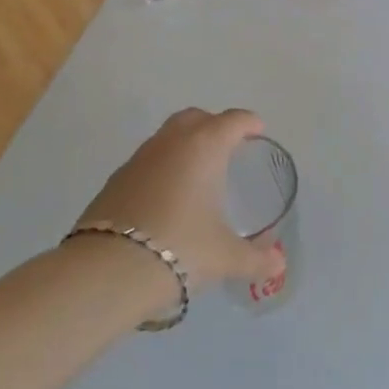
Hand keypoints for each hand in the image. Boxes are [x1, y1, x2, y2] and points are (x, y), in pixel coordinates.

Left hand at [73, 109, 279, 294]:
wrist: (109, 270)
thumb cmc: (181, 248)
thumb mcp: (226, 257)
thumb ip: (256, 259)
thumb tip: (279, 264)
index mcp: (204, 147)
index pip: (232, 121)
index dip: (248, 123)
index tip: (257, 131)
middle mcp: (171, 142)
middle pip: (195, 118)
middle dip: (213, 125)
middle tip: (227, 147)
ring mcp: (138, 158)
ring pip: (167, 137)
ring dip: (184, 145)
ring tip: (197, 174)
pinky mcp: (115, 179)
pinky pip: (147, 161)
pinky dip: (161, 168)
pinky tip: (166, 197)